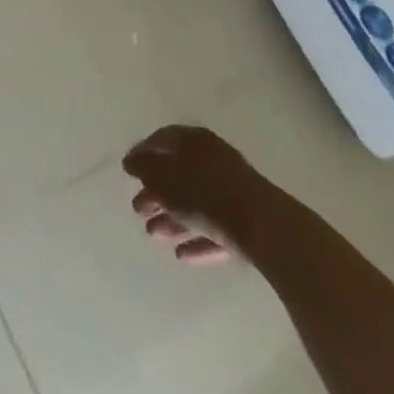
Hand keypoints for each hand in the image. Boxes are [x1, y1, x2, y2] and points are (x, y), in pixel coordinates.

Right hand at [122, 124, 260, 266]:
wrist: (266, 229)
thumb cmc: (206, 193)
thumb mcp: (164, 177)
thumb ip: (144, 168)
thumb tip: (131, 162)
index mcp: (195, 141)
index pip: (163, 139)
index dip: (142, 152)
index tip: (127, 170)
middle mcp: (215, 160)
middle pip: (179, 173)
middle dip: (155, 192)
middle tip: (137, 209)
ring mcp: (234, 192)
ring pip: (196, 203)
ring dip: (172, 218)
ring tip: (153, 235)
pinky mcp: (248, 223)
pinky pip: (215, 229)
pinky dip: (197, 238)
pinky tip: (182, 255)